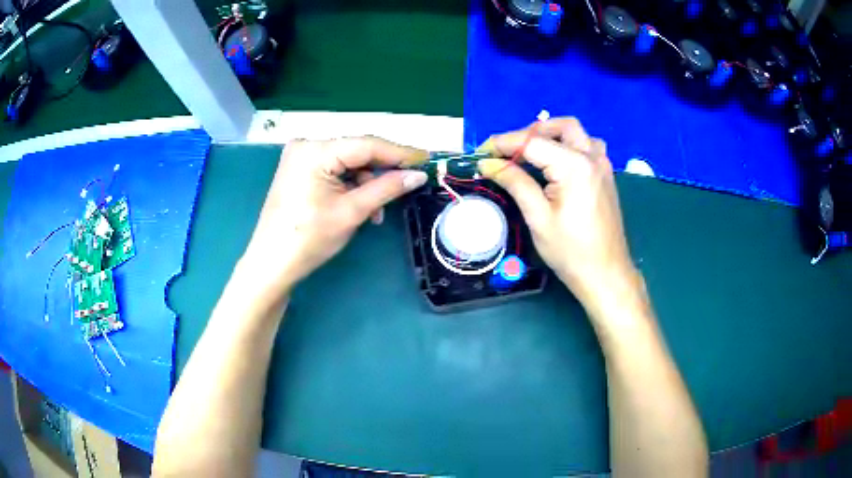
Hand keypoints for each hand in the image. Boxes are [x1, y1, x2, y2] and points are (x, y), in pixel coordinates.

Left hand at [240, 137, 428, 297]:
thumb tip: (419, 175)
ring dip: (367, 183)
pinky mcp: (299, 169)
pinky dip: (350, 185)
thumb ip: (387, 188)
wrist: (271, 264)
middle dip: (382, 170)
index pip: (367, 144)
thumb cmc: (309, 238)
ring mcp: (300, 157)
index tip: (427, 159)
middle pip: (357, 151)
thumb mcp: (352, 211)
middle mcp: (306, 145)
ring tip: (376, 211)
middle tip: (409, 184)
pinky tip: (360, 205)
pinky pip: (334, 170)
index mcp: (315, 150)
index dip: (400, 153)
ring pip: (347, 162)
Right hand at [477, 118, 638, 309]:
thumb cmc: (571, 251)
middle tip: (509, 151)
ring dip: (553, 135)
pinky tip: (556, 165)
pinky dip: (568, 146)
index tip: (482, 152)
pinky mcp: (606, 176)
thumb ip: (515, 183)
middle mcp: (592, 157)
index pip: (532, 142)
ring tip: (533, 154)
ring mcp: (603, 165)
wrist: (606, 274)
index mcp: (574, 166)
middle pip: (561, 126)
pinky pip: (587, 147)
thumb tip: (488, 164)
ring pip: (577, 133)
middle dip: (532, 132)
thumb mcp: (538, 217)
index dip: (503, 143)